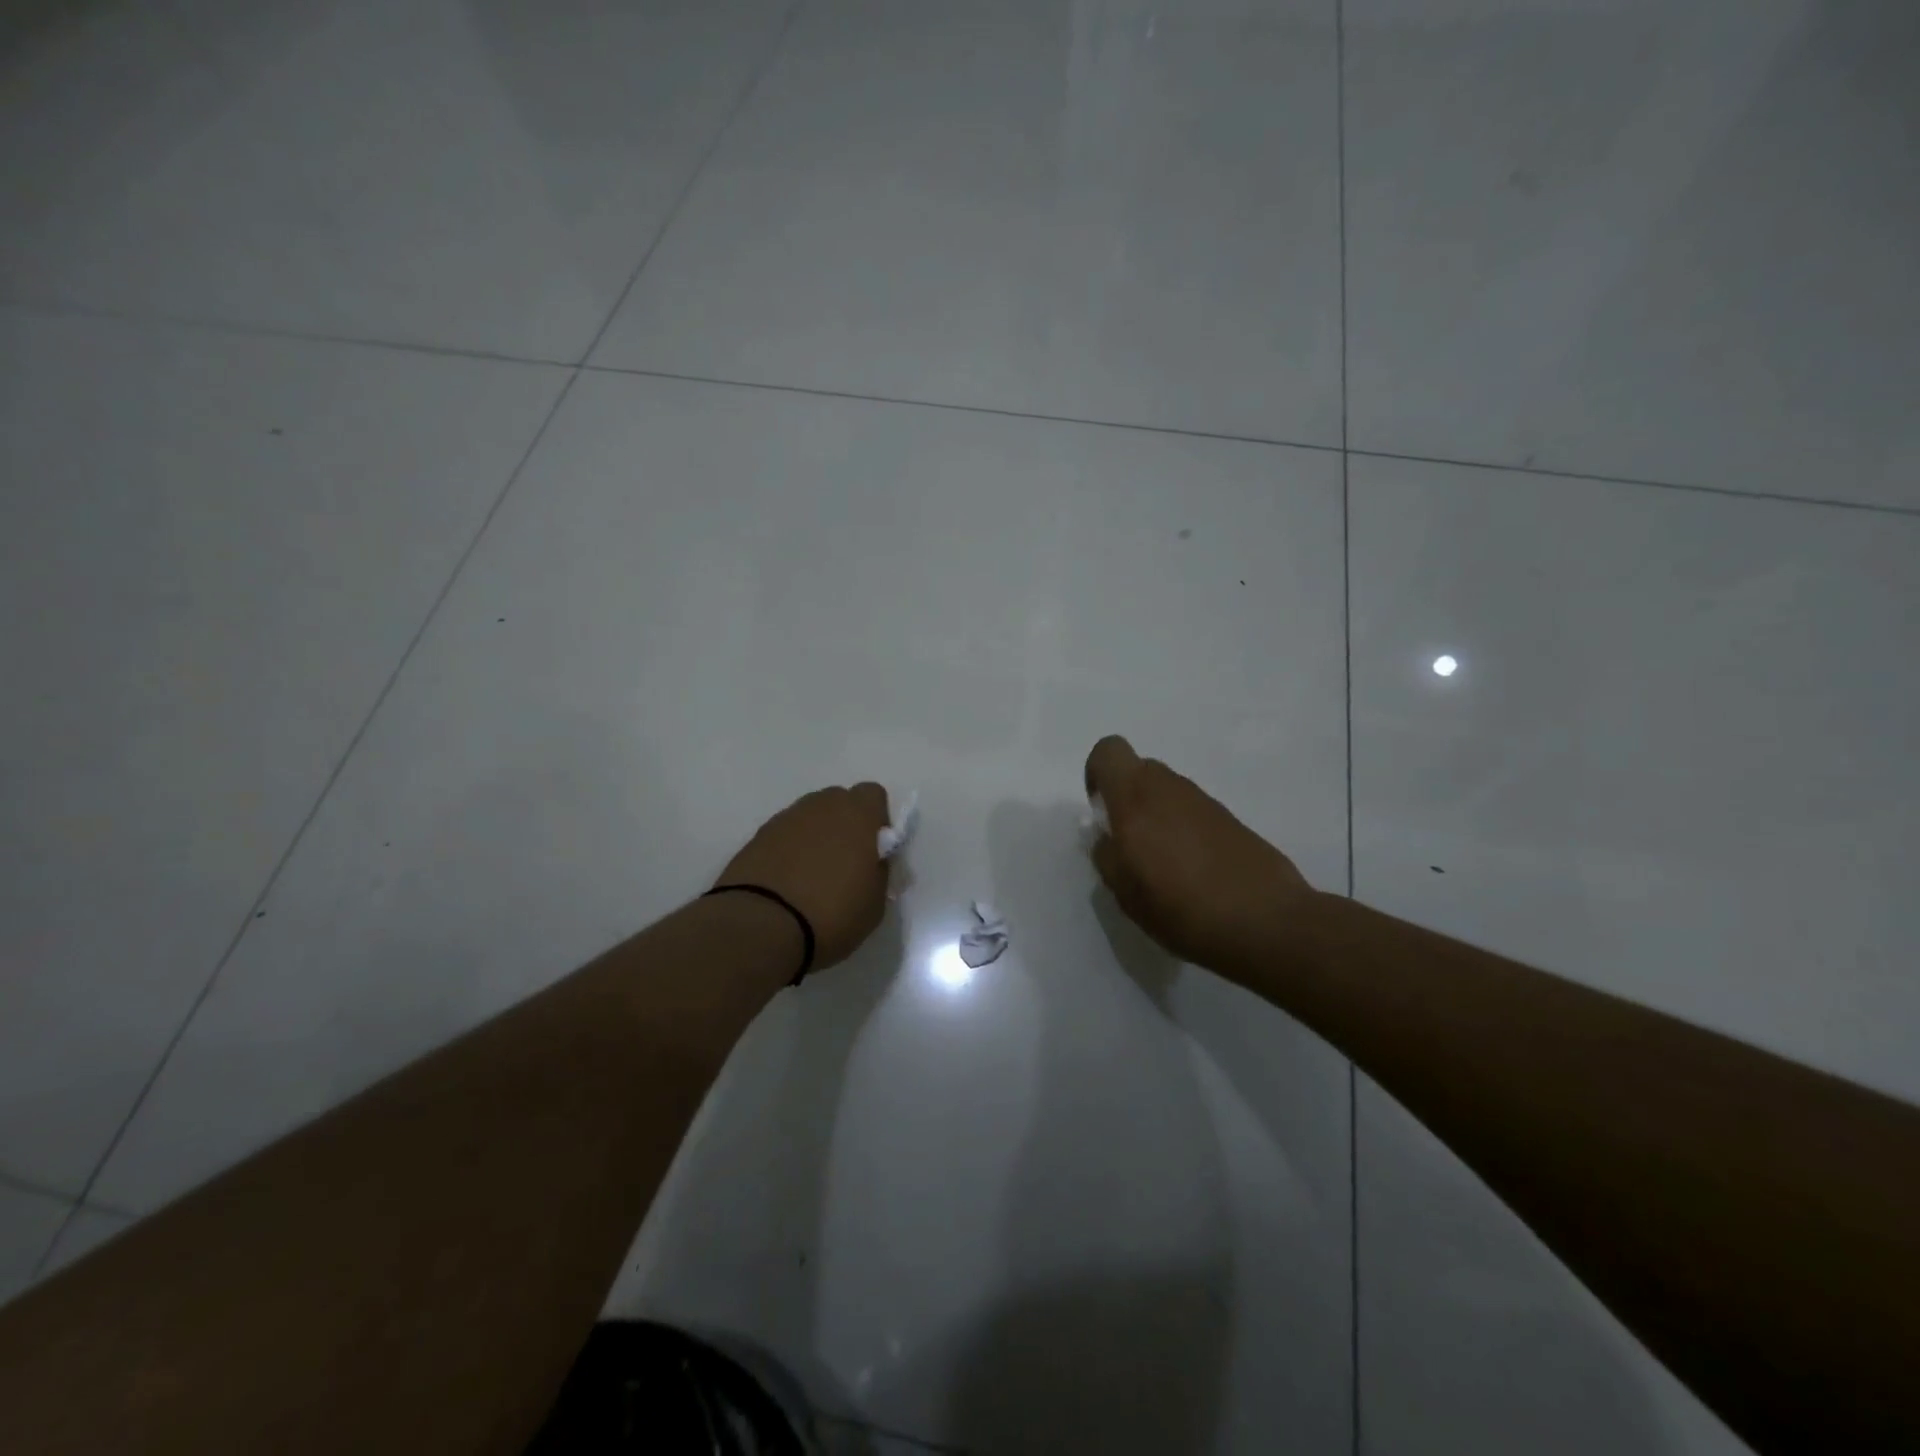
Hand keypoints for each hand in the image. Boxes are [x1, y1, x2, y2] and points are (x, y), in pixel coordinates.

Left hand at [718, 783, 890, 971]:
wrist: (761, 925)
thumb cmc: (832, 913)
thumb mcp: (876, 902)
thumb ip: (879, 871)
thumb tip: (872, 861)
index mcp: (857, 814)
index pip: (873, 795)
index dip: (876, 820)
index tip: (874, 849)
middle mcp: (821, 806)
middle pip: (838, 802)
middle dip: (844, 825)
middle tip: (844, 863)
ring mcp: (785, 819)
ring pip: (809, 818)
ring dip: (815, 837)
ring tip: (811, 876)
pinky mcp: (757, 836)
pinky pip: (784, 835)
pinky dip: (789, 851)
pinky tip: (787, 882)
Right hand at [1085, 735, 1316, 979]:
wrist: (1266, 921)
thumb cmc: (1182, 907)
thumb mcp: (1125, 892)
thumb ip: (1107, 856)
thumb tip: (1107, 838)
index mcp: (1136, 797)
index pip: (1108, 751)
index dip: (1097, 774)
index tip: (1100, 812)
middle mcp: (1169, 787)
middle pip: (1138, 771)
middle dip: (1126, 798)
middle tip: (1128, 844)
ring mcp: (1204, 801)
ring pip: (1167, 792)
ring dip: (1156, 816)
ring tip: (1162, 865)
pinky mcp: (1230, 818)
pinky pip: (1192, 811)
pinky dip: (1184, 830)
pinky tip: (1193, 872)